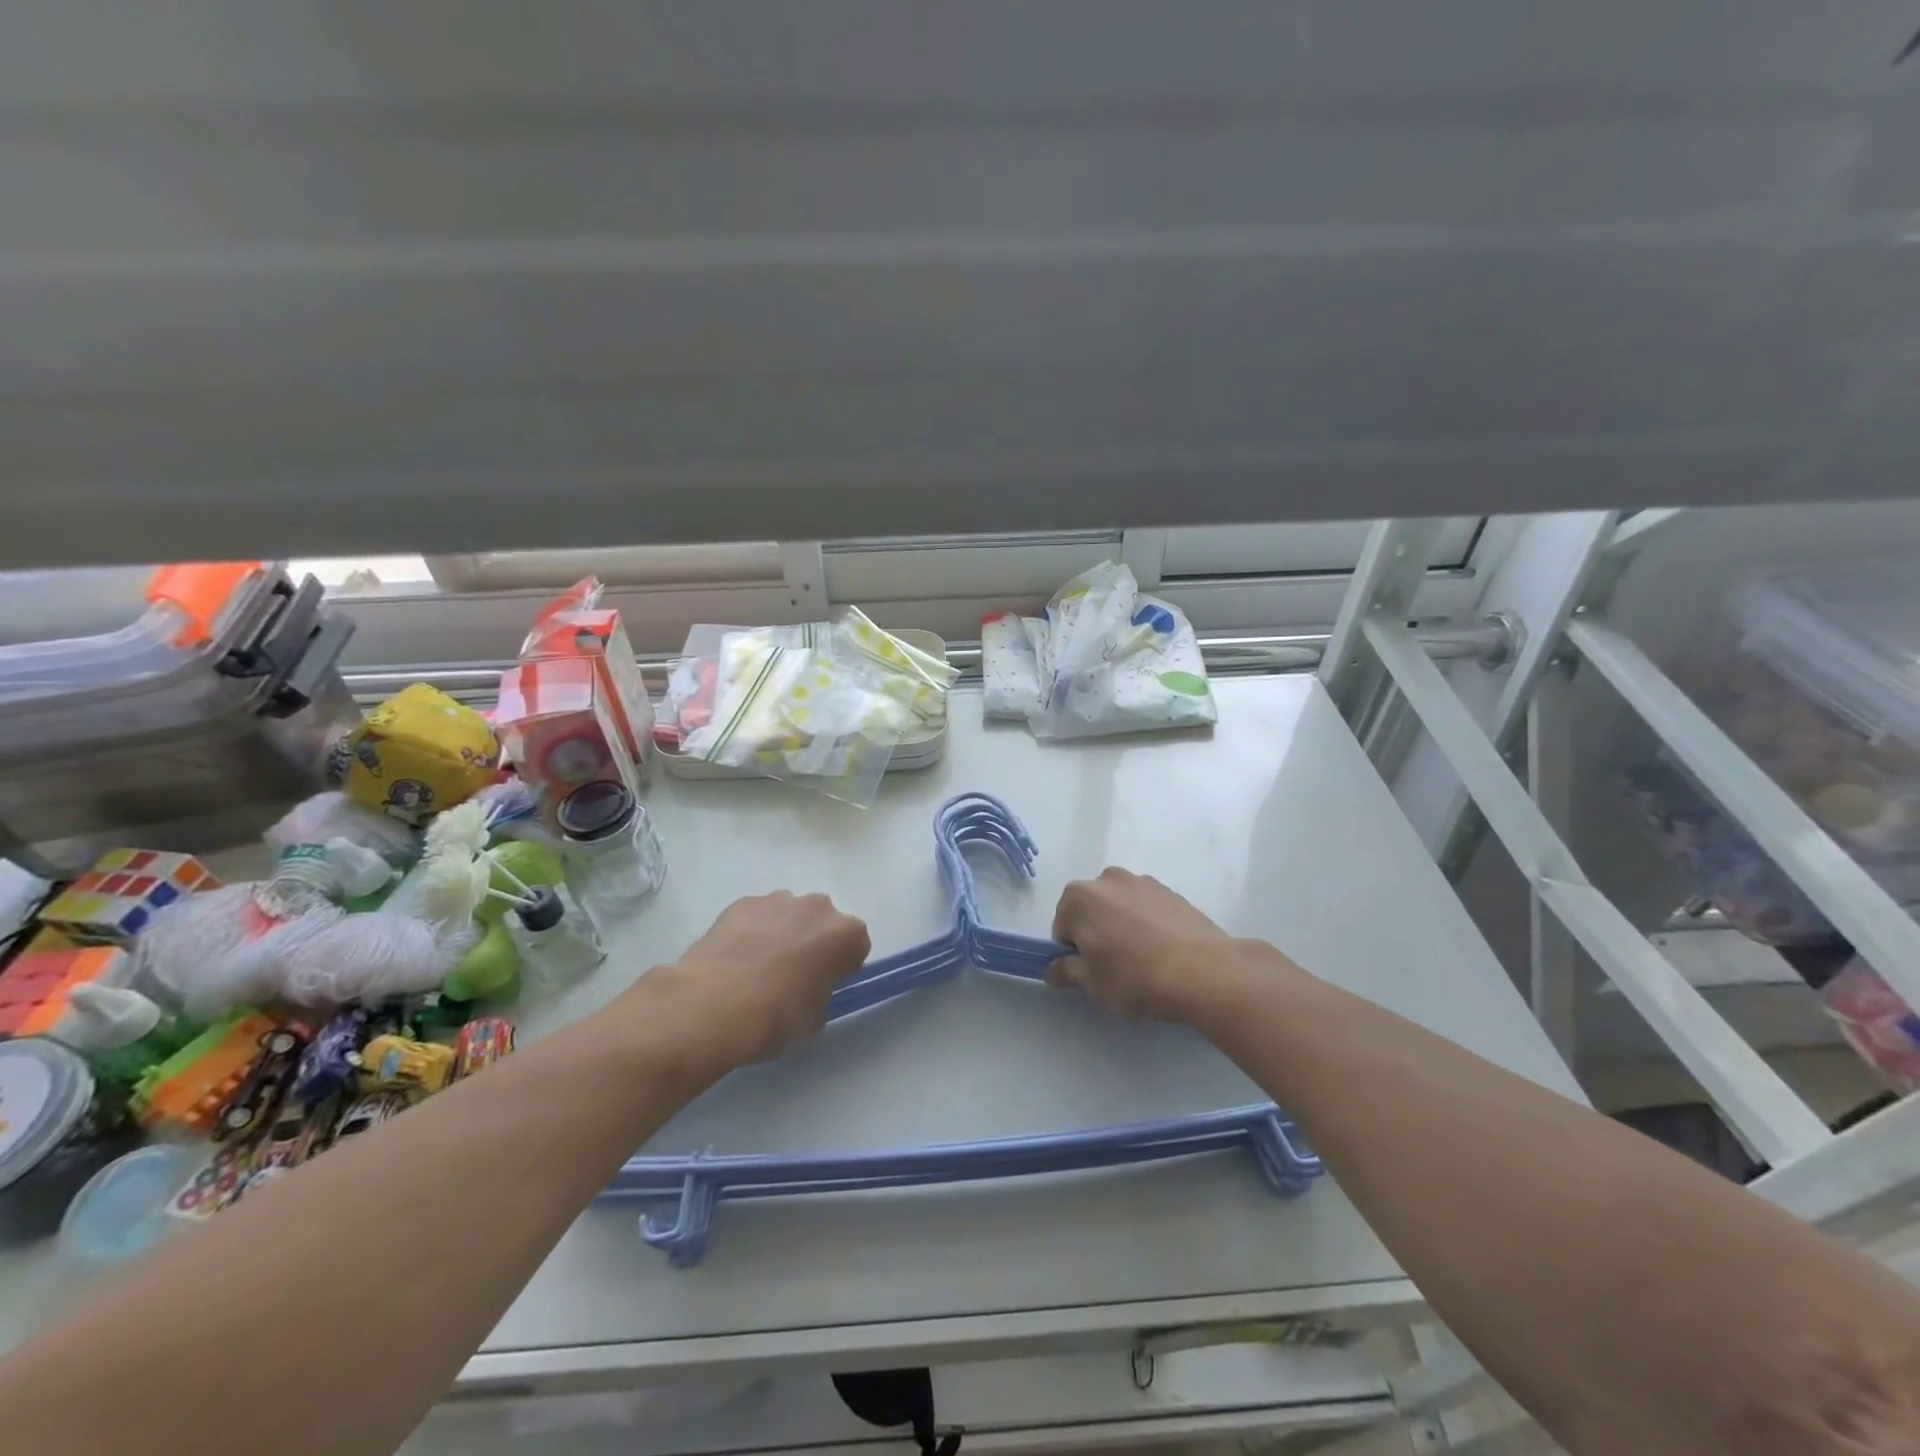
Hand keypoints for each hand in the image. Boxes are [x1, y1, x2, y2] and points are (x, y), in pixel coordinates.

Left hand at [629, 892, 870, 1076]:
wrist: (713, 1005)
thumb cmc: (775, 1016)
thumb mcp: (814, 1019)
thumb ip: (820, 995)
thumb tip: (807, 990)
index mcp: (846, 934)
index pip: (856, 946)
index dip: (842, 968)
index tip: (824, 986)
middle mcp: (818, 907)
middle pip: (824, 923)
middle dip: (813, 944)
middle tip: (792, 977)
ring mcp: (778, 900)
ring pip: (790, 915)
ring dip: (782, 934)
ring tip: (757, 969)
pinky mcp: (743, 902)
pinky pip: (758, 916)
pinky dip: (752, 931)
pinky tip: (734, 959)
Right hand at [1048, 868, 1243, 1023]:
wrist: (1203, 970)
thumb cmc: (1134, 977)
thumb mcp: (1092, 984)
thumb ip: (1067, 972)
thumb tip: (1055, 969)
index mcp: (1078, 897)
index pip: (1063, 927)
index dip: (1073, 953)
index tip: (1091, 972)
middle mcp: (1106, 879)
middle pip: (1091, 910)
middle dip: (1097, 933)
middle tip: (1114, 967)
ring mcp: (1142, 882)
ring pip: (1120, 906)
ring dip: (1123, 925)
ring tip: (1143, 959)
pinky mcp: (1171, 891)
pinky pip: (1147, 908)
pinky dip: (1148, 923)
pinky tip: (1163, 951)